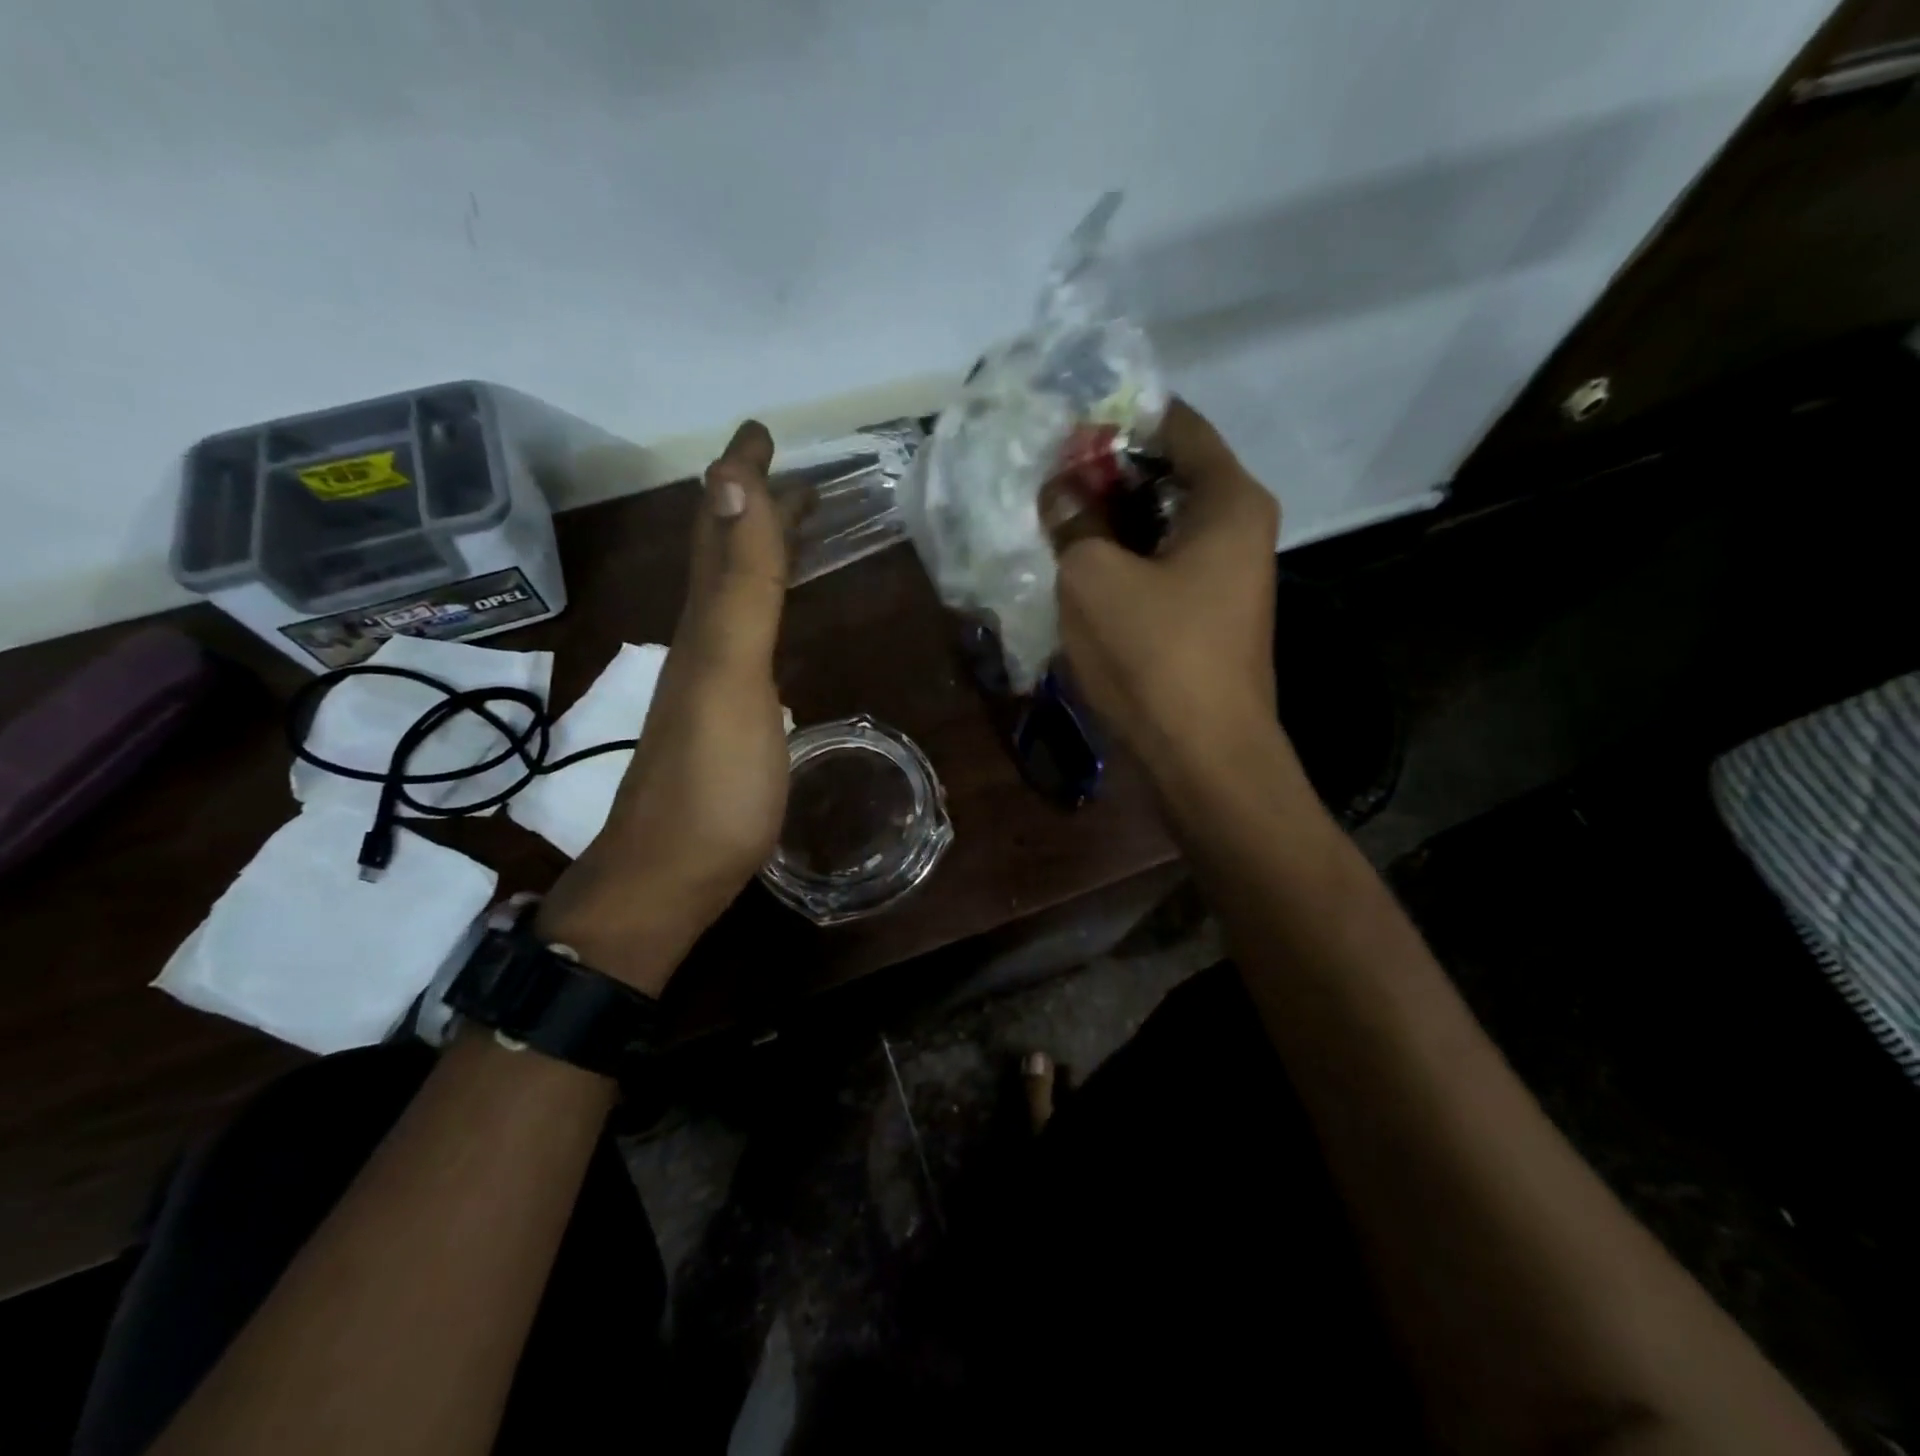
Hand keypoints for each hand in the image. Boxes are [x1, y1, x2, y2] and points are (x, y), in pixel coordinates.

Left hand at [539, 422, 790, 993]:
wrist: (670, 878)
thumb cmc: (712, 782)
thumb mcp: (729, 675)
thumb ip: (738, 586)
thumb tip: (731, 482)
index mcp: (705, 621)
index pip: (724, 528)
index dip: (742, 476)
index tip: (762, 429)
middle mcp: (702, 641)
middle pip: (724, 556)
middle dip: (753, 505)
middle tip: (788, 471)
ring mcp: (711, 683)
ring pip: (733, 596)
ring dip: (759, 553)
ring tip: (792, 529)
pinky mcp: (727, 720)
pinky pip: (746, 640)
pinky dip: (763, 609)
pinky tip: (774, 622)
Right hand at [1052, 400, 1279, 782]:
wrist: (1201, 758)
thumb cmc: (1154, 654)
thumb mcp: (1093, 576)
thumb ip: (1073, 520)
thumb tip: (1059, 492)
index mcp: (1227, 499)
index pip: (1175, 424)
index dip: (1117, 419)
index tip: (1063, 427)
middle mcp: (1237, 528)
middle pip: (1168, 475)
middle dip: (1106, 474)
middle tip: (1045, 478)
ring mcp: (1224, 577)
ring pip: (1159, 526)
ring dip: (1108, 521)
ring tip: (1050, 521)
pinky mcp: (1205, 617)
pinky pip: (1159, 568)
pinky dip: (1122, 561)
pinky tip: (1076, 570)